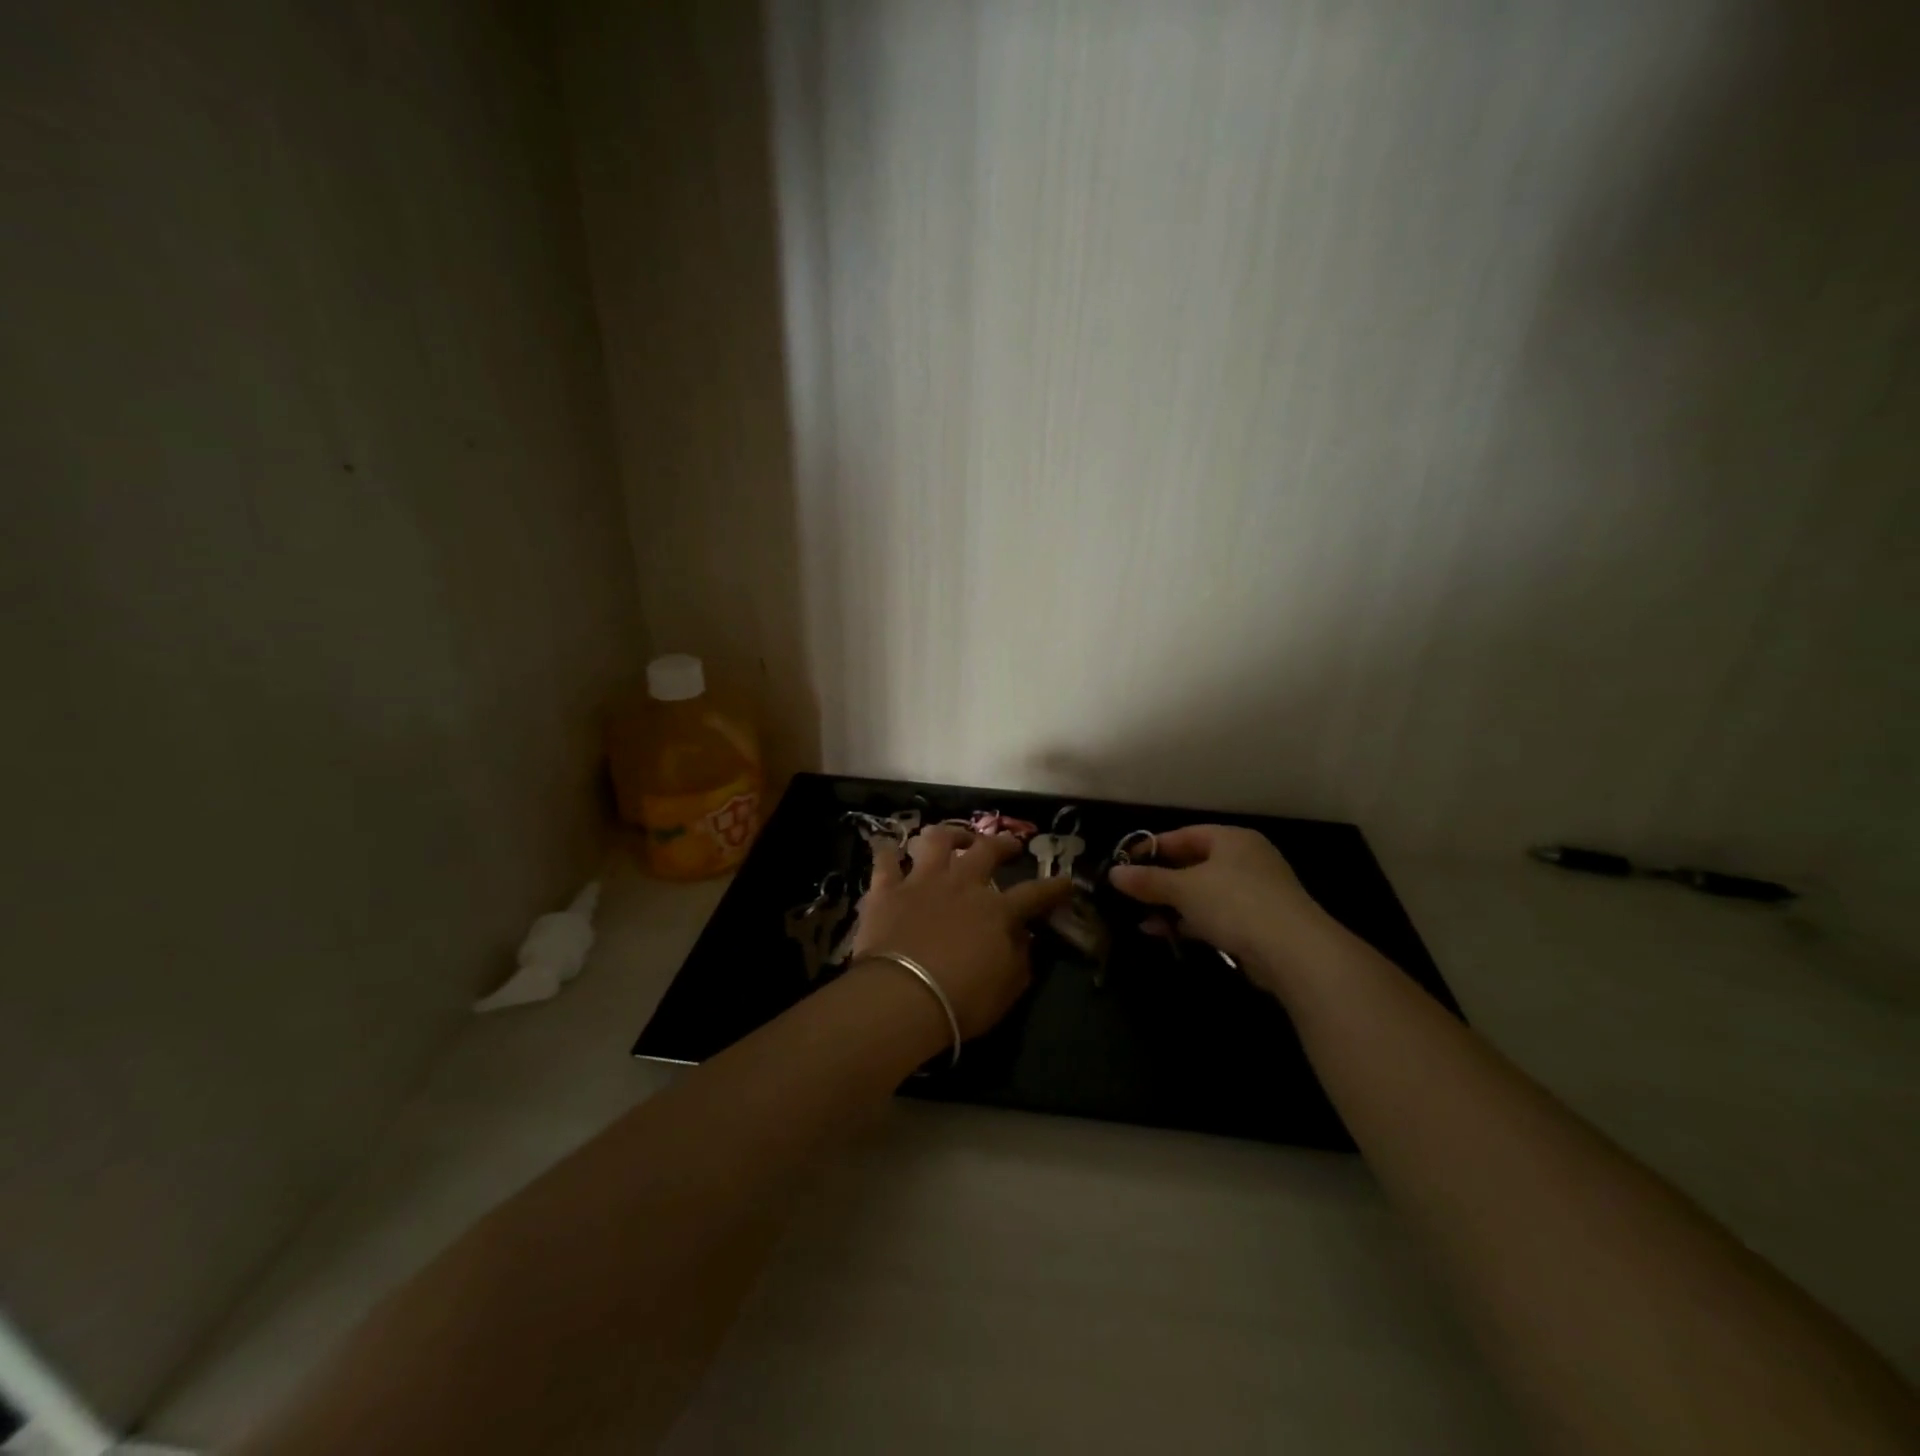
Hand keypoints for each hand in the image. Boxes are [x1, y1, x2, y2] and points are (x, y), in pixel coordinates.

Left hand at [851, 825, 1073, 1038]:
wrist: (902, 995)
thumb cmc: (961, 1000)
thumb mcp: (1007, 989)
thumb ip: (1020, 959)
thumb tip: (1025, 939)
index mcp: (997, 910)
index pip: (1035, 894)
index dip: (1054, 887)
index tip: (1067, 882)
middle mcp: (962, 884)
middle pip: (987, 851)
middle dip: (1003, 844)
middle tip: (1010, 845)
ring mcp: (922, 882)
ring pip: (937, 841)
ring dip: (949, 834)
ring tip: (955, 837)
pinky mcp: (887, 890)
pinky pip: (886, 860)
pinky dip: (888, 853)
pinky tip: (890, 850)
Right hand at [1108, 825, 1336, 995]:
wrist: (1294, 951)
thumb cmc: (1235, 903)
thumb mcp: (1184, 889)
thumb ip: (1148, 881)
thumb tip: (1114, 874)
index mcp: (1232, 839)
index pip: (1184, 835)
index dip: (1153, 847)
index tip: (1125, 862)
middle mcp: (1247, 859)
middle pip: (1194, 864)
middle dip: (1161, 881)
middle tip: (1131, 892)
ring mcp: (1257, 892)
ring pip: (1205, 893)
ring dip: (1174, 905)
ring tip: (1142, 918)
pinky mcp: (1260, 923)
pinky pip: (1217, 916)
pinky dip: (1192, 922)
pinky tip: (1167, 934)